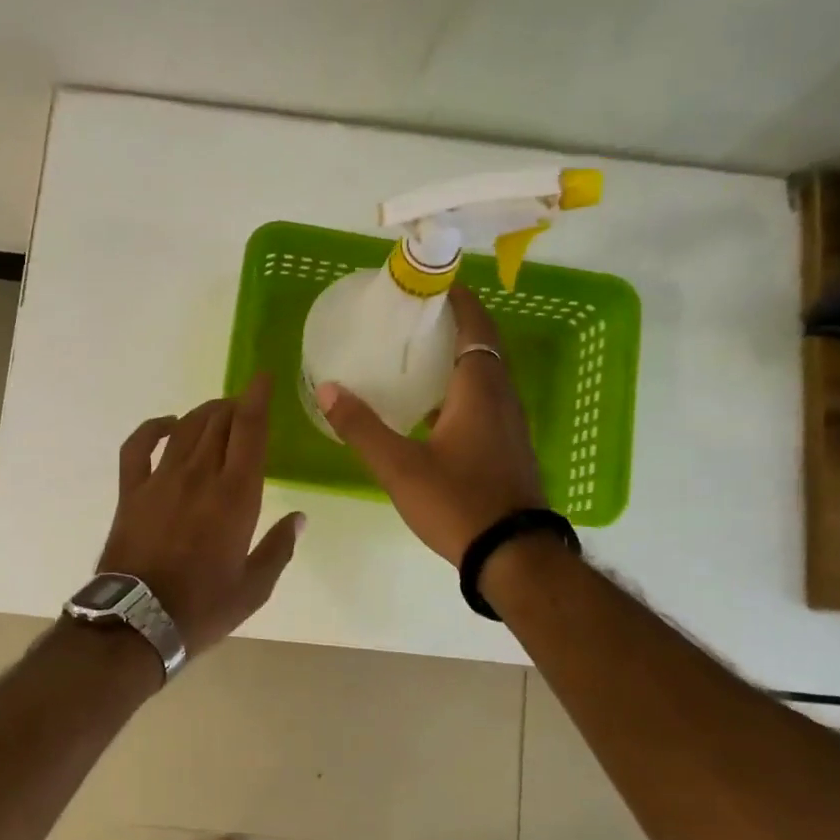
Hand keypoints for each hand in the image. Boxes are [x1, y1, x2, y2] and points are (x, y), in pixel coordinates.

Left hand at [97, 373, 305, 655]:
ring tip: (217, 413)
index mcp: (235, 497)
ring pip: (185, 428)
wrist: (138, 622)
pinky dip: (153, 428)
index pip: (250, 432)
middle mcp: (199, 476)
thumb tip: (299, 517)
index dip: (258, 399)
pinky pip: (138, 446)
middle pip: (218, 423)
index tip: (265, 378)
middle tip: (246, 408)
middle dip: (235, 406)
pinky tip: (167, 426)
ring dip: (203, 413)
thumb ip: (279, 548)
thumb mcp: (254, 587)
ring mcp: (160, 480)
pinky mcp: (131, 491)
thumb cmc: (203, 607)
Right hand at [315, 285, 546, 565]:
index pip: (475, 326)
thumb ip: (361, 427)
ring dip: (458, 359)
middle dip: (454, 325)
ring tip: (416, 357)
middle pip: (483, 346)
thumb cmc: (457, 502)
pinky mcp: (508, 448)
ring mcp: (510, 425)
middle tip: (413, 319)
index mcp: (480, 390)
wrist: (512, 555)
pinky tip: (431, 410)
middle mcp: (502, 399)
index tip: (432, 284)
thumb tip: (327, 388)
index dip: (458, 300)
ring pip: (485, 376)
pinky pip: (486, 402)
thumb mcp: (399, 467)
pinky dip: (461, 391)